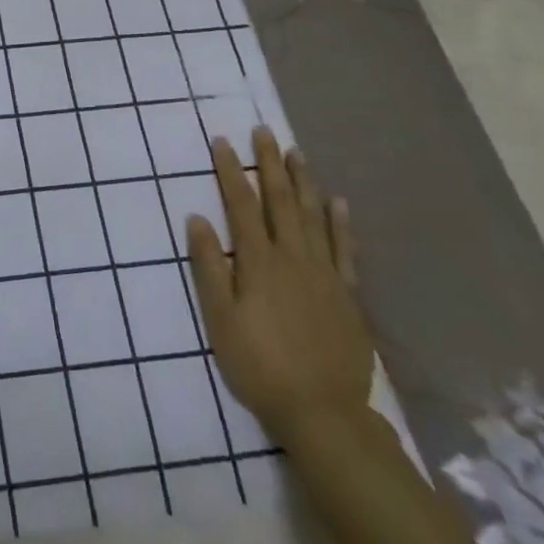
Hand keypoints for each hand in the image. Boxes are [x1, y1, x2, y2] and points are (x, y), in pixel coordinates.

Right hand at [184, 126, 371, 446]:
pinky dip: (341, 223)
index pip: (241, 204)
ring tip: (296, 153)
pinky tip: (339, 201)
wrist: (322, 413)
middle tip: (263, 131)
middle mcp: (293, 257)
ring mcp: (324, 274)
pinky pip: (345, 249)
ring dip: (303, 181)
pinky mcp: (347, 294)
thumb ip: (208, 266)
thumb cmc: (258, 365)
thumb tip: (196, 218)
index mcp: (258, 262)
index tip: (222, 141)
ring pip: (313, 216)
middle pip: (280, 201)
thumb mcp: (219, 319)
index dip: (231, 171)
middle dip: (270, 163)